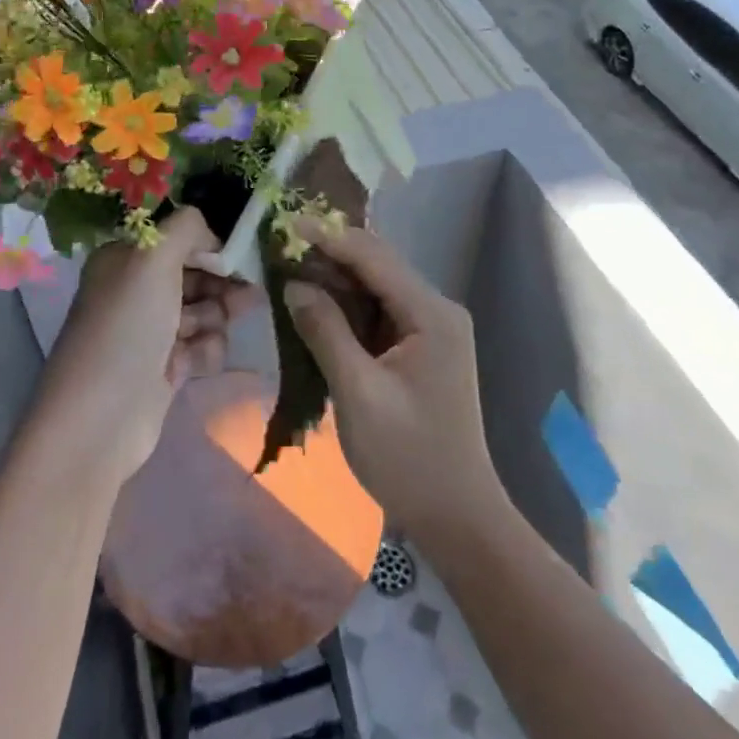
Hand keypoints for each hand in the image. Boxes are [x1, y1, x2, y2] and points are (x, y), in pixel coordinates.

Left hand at [37, 208, 262, 485]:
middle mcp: (136, 290)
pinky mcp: (165, 366)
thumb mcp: (153, 259)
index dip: (209, 245)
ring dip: (214, 319)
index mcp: (125, 259)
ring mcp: (151, 330)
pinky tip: (194, 363)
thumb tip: (212, 233)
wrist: (101, 419)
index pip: (178, 238)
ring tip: (204, 334)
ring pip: (205, 310)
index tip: (237, 256)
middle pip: (196, 274)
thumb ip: (187, 228)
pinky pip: (201, 345)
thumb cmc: (126, 328)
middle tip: (246, 296)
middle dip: (221, 284)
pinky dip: (204, 350)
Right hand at [281, 225, 503, 540]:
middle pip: (377, 266)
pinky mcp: (419, 349)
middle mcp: (436, 310)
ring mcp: (430, 330)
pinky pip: (378, 313)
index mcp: (431, 314)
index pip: (374, 257)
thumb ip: (325, 332)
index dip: (329, 237)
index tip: (287, 223)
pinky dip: (346, 307)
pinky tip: (315, 304)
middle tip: (281, 245)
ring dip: (335, 279)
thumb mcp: (358, 393)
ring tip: (289, 267)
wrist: (456, 515)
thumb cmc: (408, 457)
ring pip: (376, 288)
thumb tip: (294, 284)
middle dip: (330, 254)